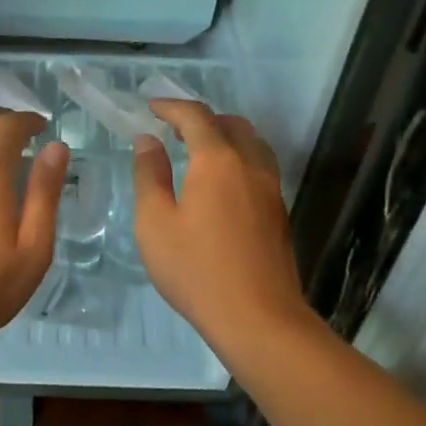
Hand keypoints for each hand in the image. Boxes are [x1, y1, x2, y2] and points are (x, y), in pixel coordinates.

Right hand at [132, 100, 311, 345]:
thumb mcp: (154, 223)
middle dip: (201, 119)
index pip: (195, 117)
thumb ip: (149, 176)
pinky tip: (220, 185)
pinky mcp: (279, 213)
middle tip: (173, 131)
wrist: (258, 318)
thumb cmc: (196, 270)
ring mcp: (270, 189)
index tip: (150, 108)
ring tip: (198, 153)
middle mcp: (250, 165)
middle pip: (231, 124)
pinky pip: (259, 168)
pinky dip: (238, 160)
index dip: (171, 107)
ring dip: (224, 137)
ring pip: (252, 144)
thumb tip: (147, 142)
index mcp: (217, 161)